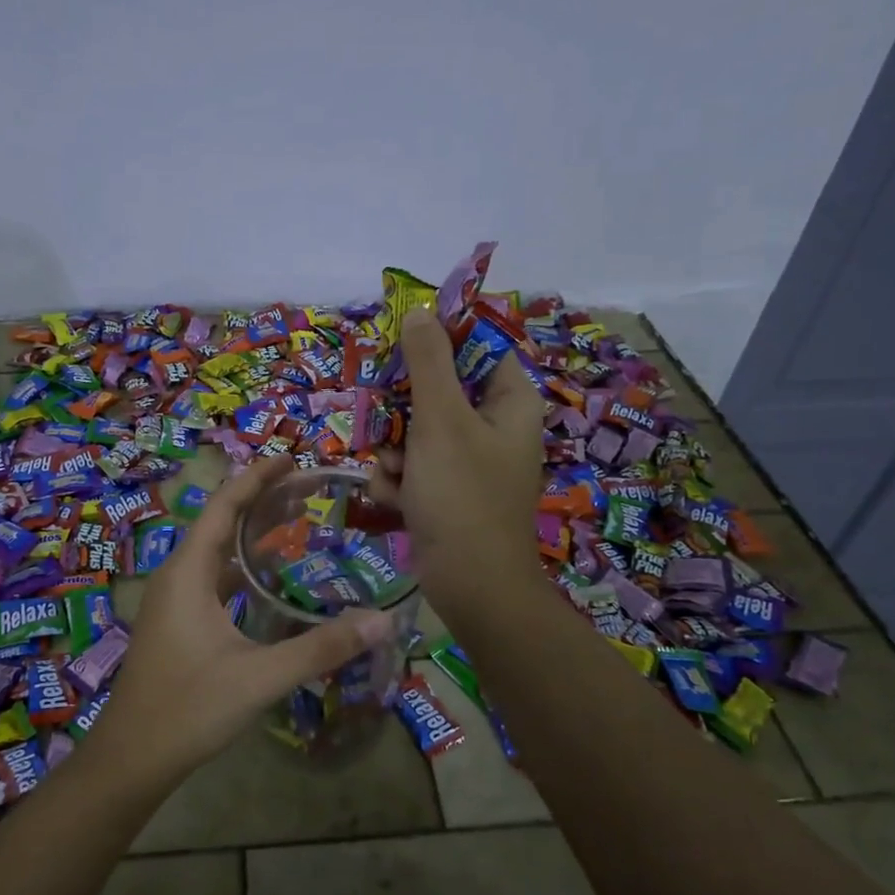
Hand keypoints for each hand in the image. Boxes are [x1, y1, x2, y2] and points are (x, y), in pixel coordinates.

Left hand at [87, 455, 397, 787]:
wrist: (131, 759)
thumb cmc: (187, 709)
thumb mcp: (259, 677)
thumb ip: (320, 648)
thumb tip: (381, 621)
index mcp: (187, 573)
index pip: (223, 507)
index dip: (257, 479)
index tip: (292, 459)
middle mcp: (177, 576)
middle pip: (221, 522)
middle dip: (262, 500)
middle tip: (309, 487)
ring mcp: (174, 601)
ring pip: (217, 551)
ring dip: (253, 533)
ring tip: (296, 519)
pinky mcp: (178, 623)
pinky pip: (214, 577)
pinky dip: (243, 565)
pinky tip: (269, 576)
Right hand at [368, 306, 544, 620]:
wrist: (470, 584)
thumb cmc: (462, 494)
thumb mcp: (441, 420)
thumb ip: (428, 362)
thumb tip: (420, 310)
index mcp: (508, 399)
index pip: (474, 346)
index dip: (435, 344)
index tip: (398, 351)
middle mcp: (492, 424)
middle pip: (434, 388)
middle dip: (400, 412)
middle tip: (386, 424)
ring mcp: (468, 460)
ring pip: (413, 429)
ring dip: (391, 450)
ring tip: (393, 473)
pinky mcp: (447, 489)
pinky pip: (412, 465)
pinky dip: (397, 479)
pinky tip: (395, 499)